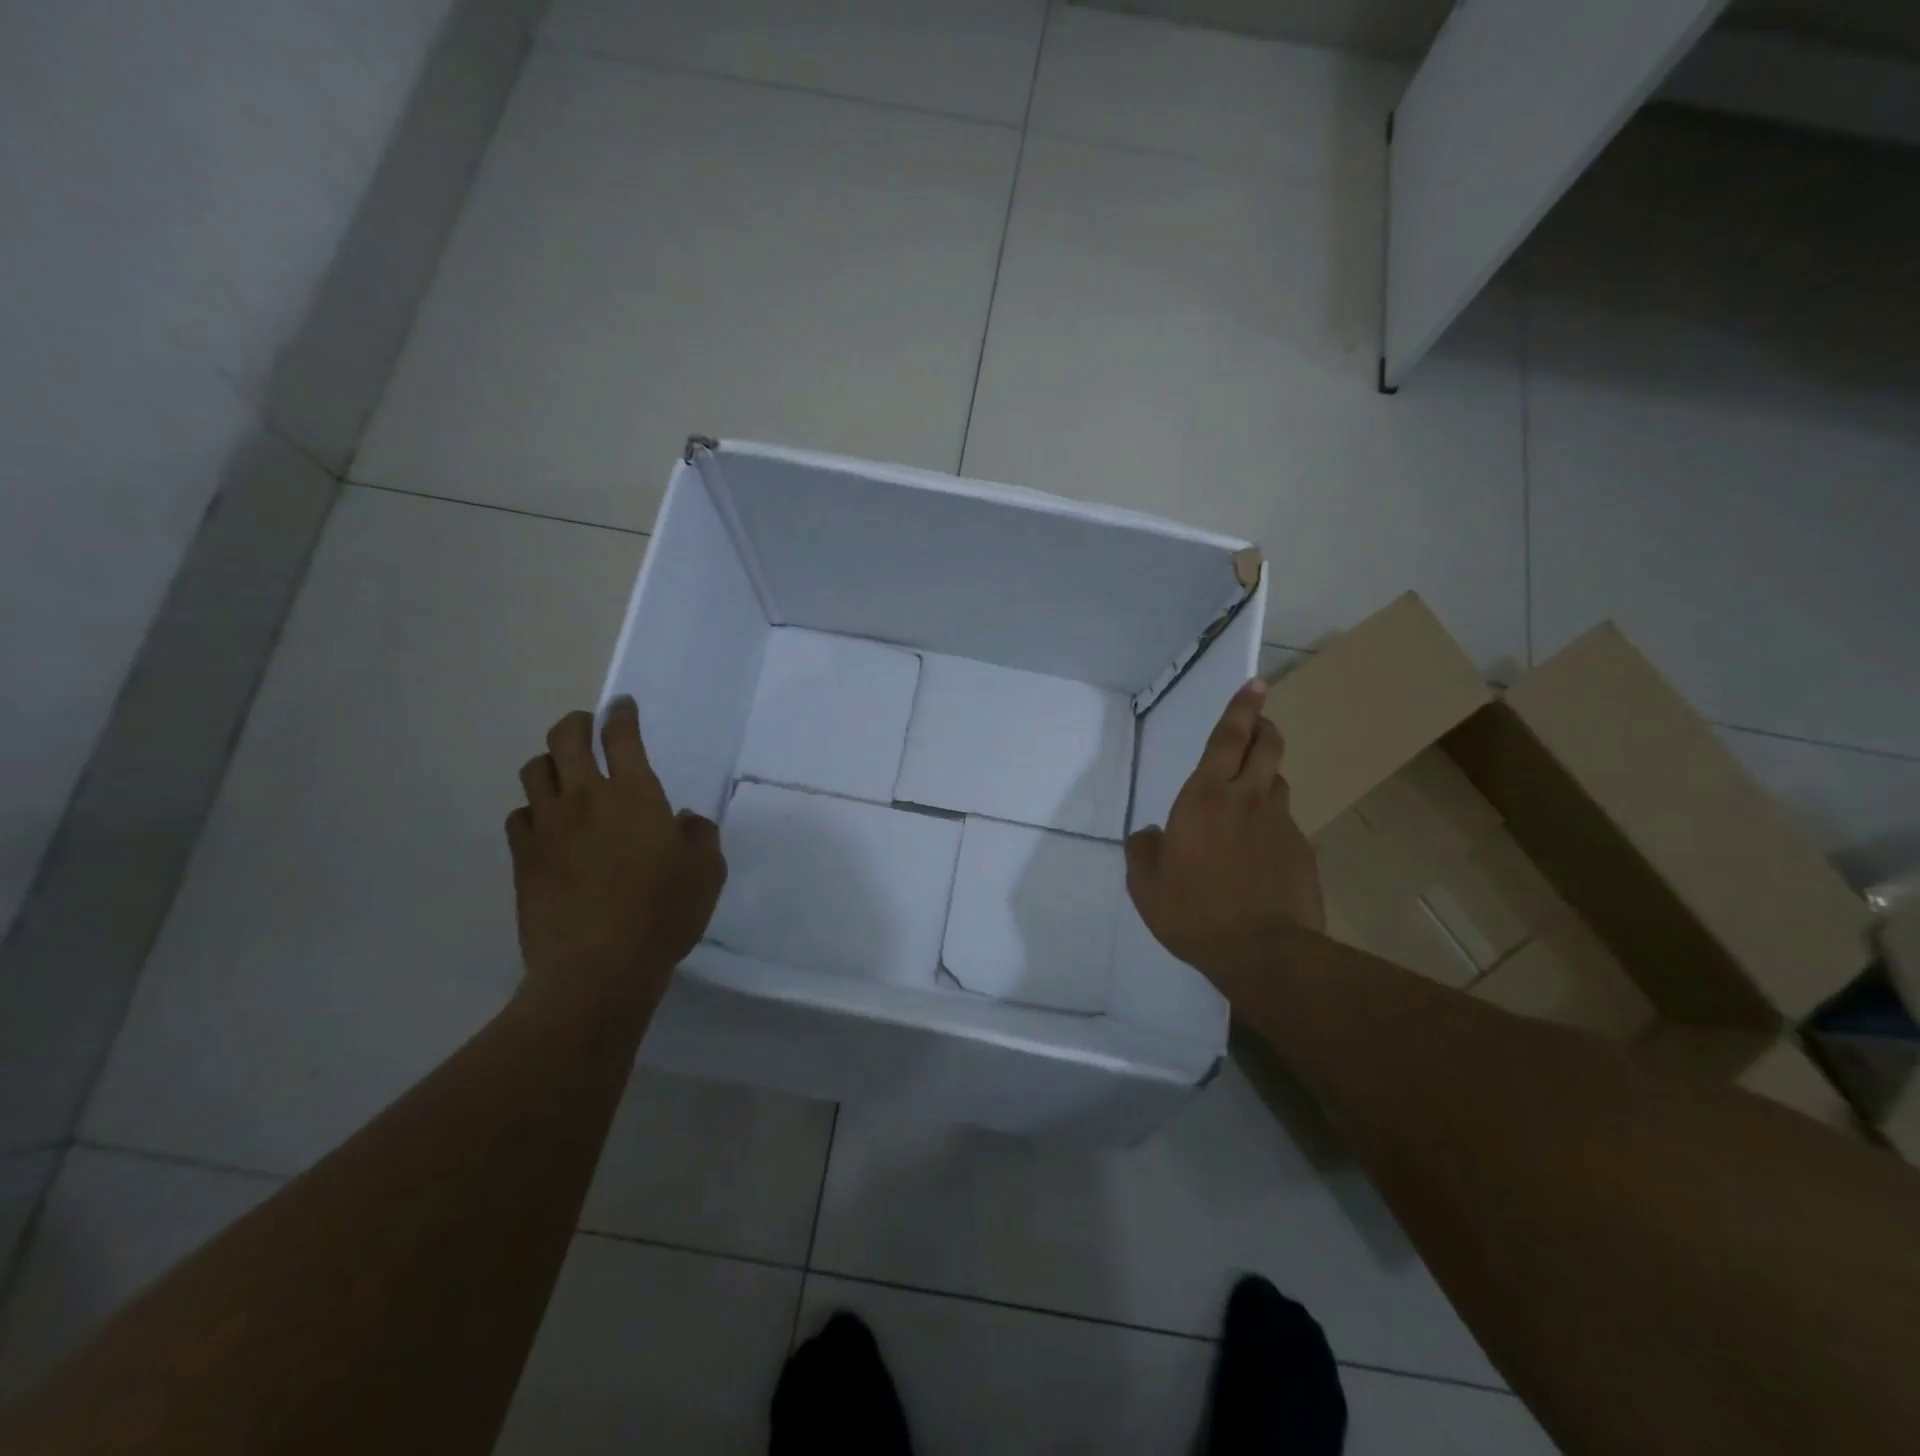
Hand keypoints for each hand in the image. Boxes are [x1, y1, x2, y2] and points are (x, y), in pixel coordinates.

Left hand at [507, 698, 725, 1002]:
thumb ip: (699, 836)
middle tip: (586, 726)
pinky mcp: (523, 858)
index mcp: (634, 793)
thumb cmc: (663, 913)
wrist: (598, 967)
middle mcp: (585, 798)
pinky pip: (519, 815)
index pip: (621, 736)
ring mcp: (548, 827)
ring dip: (549, 762)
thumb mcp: (707, 872)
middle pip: (564, 738)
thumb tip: (682, 821)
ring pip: (534, 771)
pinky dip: (533, 810)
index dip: (621, 714)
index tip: (622, 706)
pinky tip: (546, 824)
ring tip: (562, 773)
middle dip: (576, 723)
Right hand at [1124, 678, 1323, 989]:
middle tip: (1259, 723)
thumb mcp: (1145, 885)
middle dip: (1263, 727)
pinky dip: (1272, 823)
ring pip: (1277, 783)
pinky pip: (1285, 823)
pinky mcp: (1302, 852)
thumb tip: (1151, 834)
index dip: (1241, 709)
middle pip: (1266, 747)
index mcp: (1204, 799)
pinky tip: (1260, 851)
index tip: (1256, 684)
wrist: (1264, 953)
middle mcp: (1247, 800)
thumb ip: (1143, 850)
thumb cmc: (1193, 912)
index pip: (1227, 739)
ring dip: (1266, 775)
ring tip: (1251, 793)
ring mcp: (1280, 825)